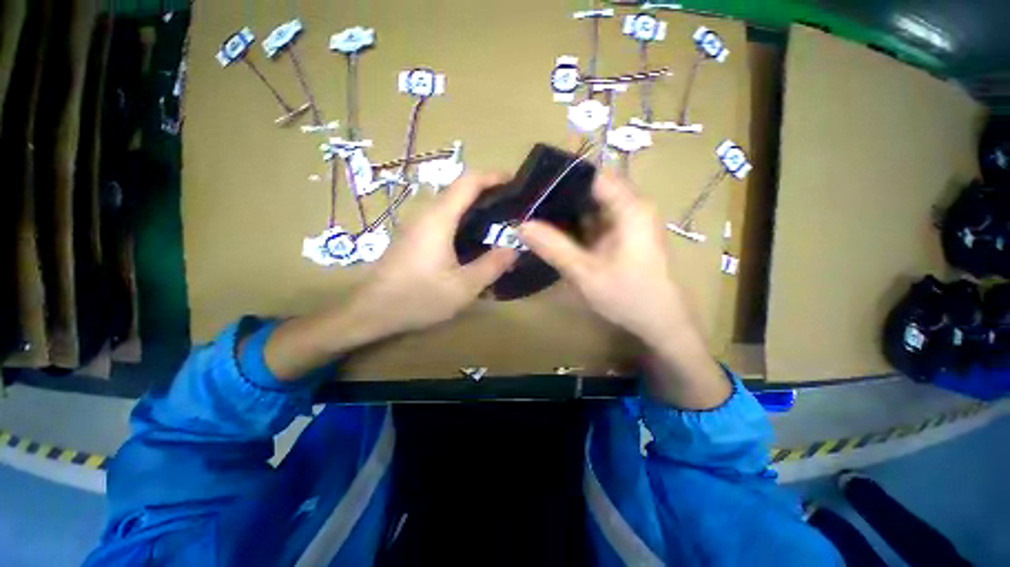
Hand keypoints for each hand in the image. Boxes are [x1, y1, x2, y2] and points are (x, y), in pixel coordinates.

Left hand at [352, 172, 517, 335]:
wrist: (371, 311)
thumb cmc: (418, 298)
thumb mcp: (463, 287)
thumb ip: (491, 265)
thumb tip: (513, 249)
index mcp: (439, 218)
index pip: (468, 182)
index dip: (493, 176)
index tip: (515, 180)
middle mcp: (425, 214)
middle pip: (459, 190)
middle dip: (487, 191)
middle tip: (511, 207)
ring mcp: (416, 225)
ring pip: (450, 205)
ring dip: (474, 207)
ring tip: (497, 222)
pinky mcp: (412, 237)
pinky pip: (441, 218)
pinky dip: (462, 220)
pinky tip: (472, 239)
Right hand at [518, 171, 691, 346]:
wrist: (659, 321)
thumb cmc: (627, 296)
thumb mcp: (584, 272)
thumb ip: (552, 246)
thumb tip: (520, 224)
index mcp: (629, 207)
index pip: (591, 174)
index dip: (560, 177)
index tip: (531, 185)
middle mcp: (631, 206)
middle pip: (590, 188)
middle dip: (558, 194)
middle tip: (527, 202)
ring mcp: (627, 220)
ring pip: (591, 204)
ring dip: (565, 209)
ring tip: (534, 212)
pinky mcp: (622, 234)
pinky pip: (594, 219)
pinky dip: (575, 223)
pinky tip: (554, 229)